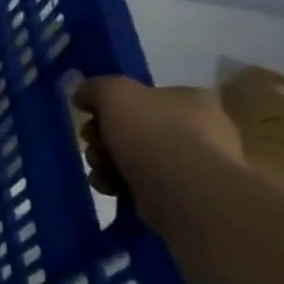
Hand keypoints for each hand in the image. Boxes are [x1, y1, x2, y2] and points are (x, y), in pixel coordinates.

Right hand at [75, 76, 240, 195]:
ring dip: (106, 162)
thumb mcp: (114, 94)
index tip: (91, 117)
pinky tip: (111, 188)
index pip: (143, 96)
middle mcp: (199, 129)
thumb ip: (95, 88)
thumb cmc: (153, 134)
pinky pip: (142, 184)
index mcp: (191, 100)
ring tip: (100, 171)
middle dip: (103, 138)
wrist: (186, 195)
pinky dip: (120, 184)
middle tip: (93, 145)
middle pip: (133, 128)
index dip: (110, 106)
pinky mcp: (186, 196)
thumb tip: (83, 95)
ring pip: (134, 157)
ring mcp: (195, 165)